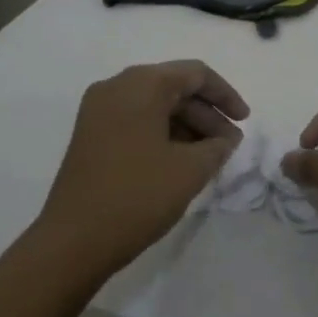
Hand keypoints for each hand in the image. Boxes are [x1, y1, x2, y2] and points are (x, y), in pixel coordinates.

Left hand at [40, 60, 248, 269]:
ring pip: (155, 106)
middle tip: (230, 145)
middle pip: (174, 88)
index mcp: (141, 85)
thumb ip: (217, 146)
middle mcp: (116, 88)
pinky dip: (164, 135)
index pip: (195, 74)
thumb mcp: (190, 170)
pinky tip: (182, 161)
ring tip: (210, 157)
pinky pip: (137, 122)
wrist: (72, 242)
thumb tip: (225, 138)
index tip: (245, 121)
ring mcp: (99, 112)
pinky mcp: (91, 136)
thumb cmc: (137, 196)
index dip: (226, 95)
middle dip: (207, 114)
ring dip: (187, 126)